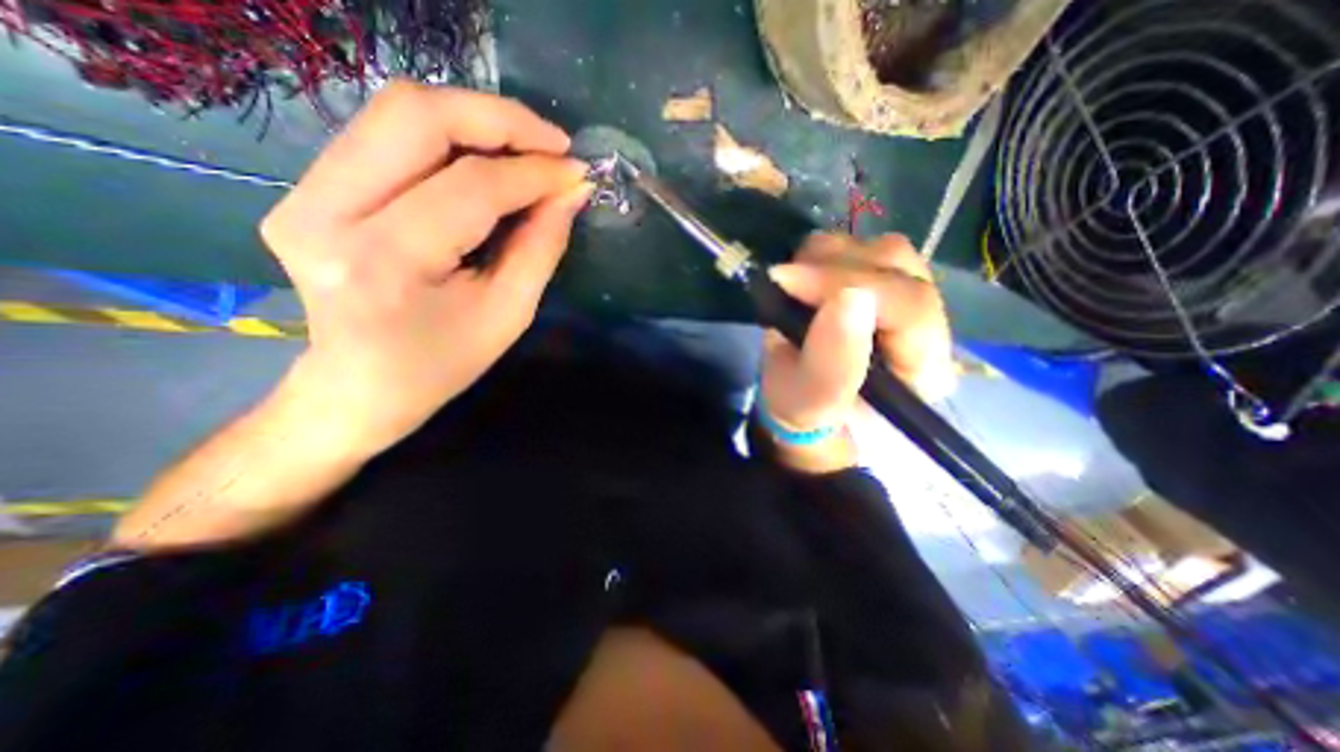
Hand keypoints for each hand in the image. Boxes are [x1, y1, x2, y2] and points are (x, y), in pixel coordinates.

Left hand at [261, 81, 591, 458]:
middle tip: (553, 143)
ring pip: (396, 112)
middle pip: (416, 117)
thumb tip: (571, 191)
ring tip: (527, 148)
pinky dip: (447, 136)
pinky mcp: (305, 188)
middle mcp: (326, 213)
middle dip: (500, 119)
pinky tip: (486, 160)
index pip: (471, 187)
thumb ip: (542, 246)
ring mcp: (302, 193)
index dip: (533, 173)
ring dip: (474, 119)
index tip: (577, 172)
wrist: (360, 387)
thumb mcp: (509, 314)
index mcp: (385, 262)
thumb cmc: (443, 364)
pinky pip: (384, 136)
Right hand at [758, 232, 957, 471]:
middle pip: (898, 266)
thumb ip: (830, 367)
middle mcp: (927, 327)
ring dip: (826, 260)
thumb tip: (849, 298)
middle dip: (832, 269)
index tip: (790, 281)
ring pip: (880, 249)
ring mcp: (904, 297)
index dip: (850, 285)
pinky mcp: (880, 281)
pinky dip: (823, 254)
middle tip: (783, 284)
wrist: (801, 403)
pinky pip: (860, 246)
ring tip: (792, 288)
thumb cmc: (805, 414)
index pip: (910, 307)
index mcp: (924, 368)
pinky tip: (803, 279)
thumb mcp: (808, 406)